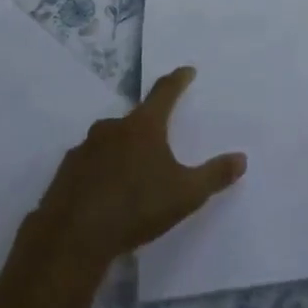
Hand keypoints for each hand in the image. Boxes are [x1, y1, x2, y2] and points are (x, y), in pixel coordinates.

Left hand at [32, 67, 245, 266]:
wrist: (74, 236)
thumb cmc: (136, 207)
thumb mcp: (186, 194)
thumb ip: (214, 175)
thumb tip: (241, 158)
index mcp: (144, 126)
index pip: (165, 92)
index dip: (178, 80)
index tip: (187, 70)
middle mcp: (113, 128)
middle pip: (135, 119)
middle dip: (148, 127)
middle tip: (159, 142)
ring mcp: (85, 148)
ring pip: (109, 141)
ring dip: (121, 150)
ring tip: (132, 174)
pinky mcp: (66, 171)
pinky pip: (89, 163)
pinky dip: (99, 171)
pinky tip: (103, 193)